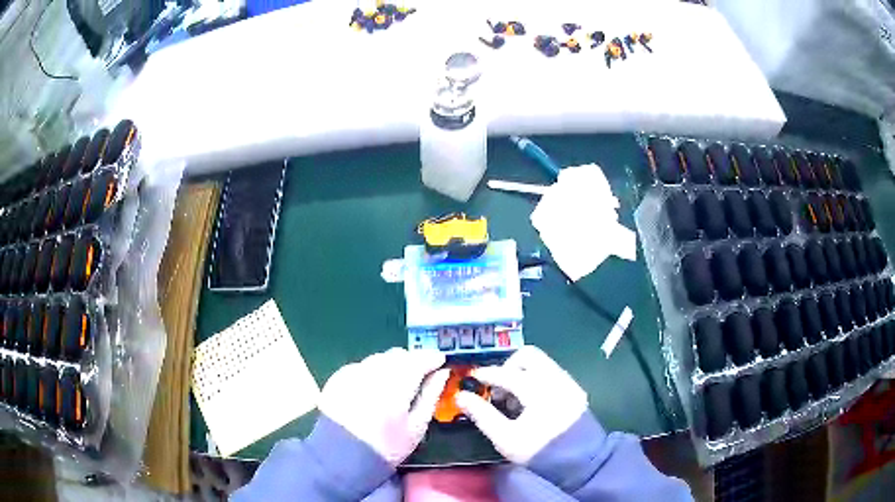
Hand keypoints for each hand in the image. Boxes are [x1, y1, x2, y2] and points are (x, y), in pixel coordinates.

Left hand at [318, 348, 449, 465]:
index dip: (432, 358)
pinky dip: (372, 371)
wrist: (341, 456)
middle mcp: (373, 372)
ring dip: (392, 364)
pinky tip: (374, 389)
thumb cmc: (386, 446)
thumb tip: (442, 373)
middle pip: (398, 355)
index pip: (419, 359)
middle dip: (412, 361)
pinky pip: (362, 366)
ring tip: (397, 383)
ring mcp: (352, 373)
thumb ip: (431, 395)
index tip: (440, 362)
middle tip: (420, 376)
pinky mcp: (337, 378)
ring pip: (379, 358)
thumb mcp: (416, 426)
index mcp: (396, 384)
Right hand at [455, 346, 588, 463]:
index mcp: (538, 389)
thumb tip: (461, 396)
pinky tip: (529, 402)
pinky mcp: (574, 388)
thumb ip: (482, 415)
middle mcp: (555, 378)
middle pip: (528, 355)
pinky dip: (535, 379)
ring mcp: (567, 381)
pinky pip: (551, 372)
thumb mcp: (506, 438)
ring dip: (522, 373)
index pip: (507, 373)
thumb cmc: (540, 451)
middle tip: (497, 387)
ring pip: (541, 362)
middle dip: (508, 366)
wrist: (580, 460)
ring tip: (512, 398)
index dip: (487, 374)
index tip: (473, 378)